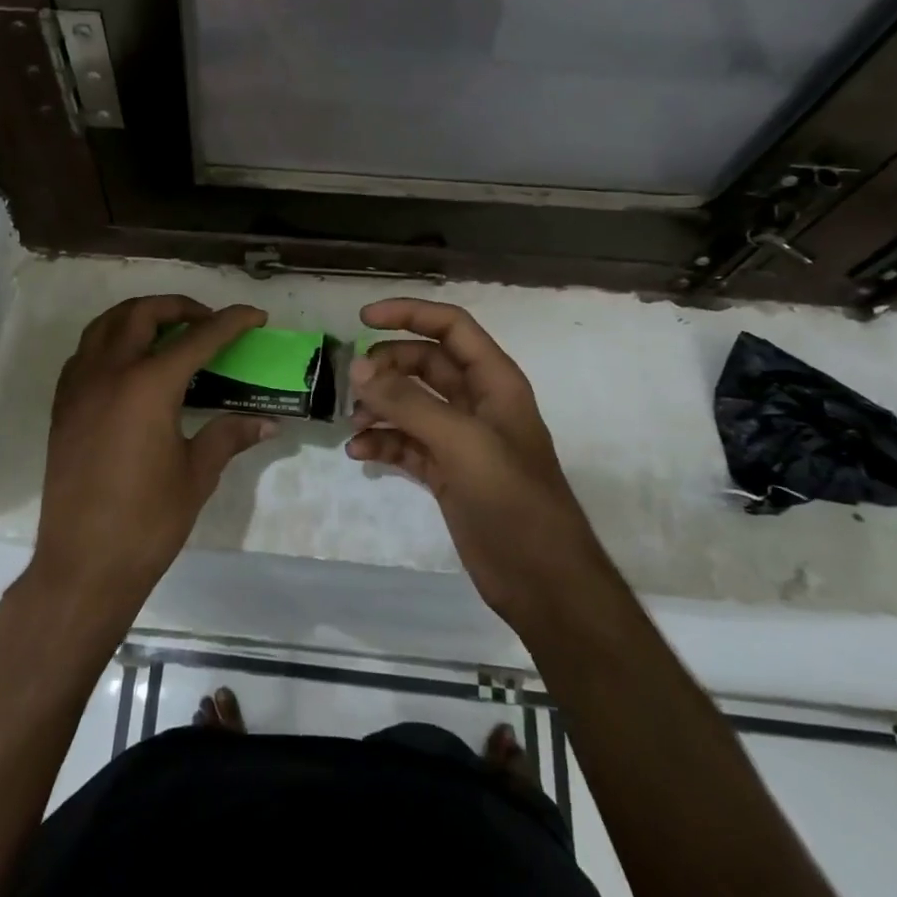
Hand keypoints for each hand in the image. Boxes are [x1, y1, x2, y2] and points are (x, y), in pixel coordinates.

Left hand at [28, 296, 274, 626]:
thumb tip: (267, 422)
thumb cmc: (148, 521)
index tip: (255, 315)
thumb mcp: (197, 474)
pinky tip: (129, 364)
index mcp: (148, 385)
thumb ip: (229, 436)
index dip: (231, 322)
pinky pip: (85, 352)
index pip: (198, 338)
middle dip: (180, 307)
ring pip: (106, 325)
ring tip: (167, 331)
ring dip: (139, 316)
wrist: (84, 564)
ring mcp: (79, 386)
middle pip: (142, 314)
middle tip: (207, 321)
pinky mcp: (63, 405)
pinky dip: (110, 341)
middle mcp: (109, 372)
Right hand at [346, 298, 598, 619]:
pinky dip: (382, 442)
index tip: (363, 318)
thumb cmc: (513, 501)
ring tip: (354, 422)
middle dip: (387, 367)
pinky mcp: (445, 472)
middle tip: (353, 383)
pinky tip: (360, 453)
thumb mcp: (462, 443)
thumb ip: (408, 403)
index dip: (410, 314)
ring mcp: (460, 439)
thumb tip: (358, 368)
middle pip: (424, 363)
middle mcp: (476, 403)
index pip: (451, 327)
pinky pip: (405, 443)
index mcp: (494, 382)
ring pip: (410, 403)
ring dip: (379, 406)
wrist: (542, 581)